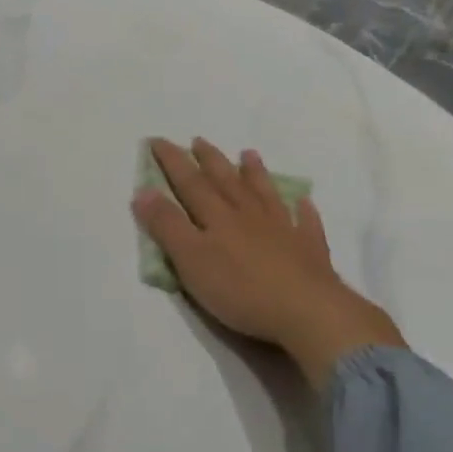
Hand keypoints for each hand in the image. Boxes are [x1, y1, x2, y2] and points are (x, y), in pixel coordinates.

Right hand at [133, 137, 404, 386]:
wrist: (307, 311)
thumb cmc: (240, 289)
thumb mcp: (191, 261)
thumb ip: (167, 226)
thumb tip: (143, 190)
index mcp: (218, 218)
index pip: (190, 183)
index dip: (173, 162)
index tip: (158, 140)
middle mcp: (249, 215)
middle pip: (226, 181)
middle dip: (209, 160)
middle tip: (199, 140)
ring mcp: (283, 230)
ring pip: (264, 194)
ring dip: (254, 173)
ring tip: (248, 154)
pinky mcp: (309, 251)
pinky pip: (305, 223)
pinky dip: (302, 210)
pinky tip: (303, 202)